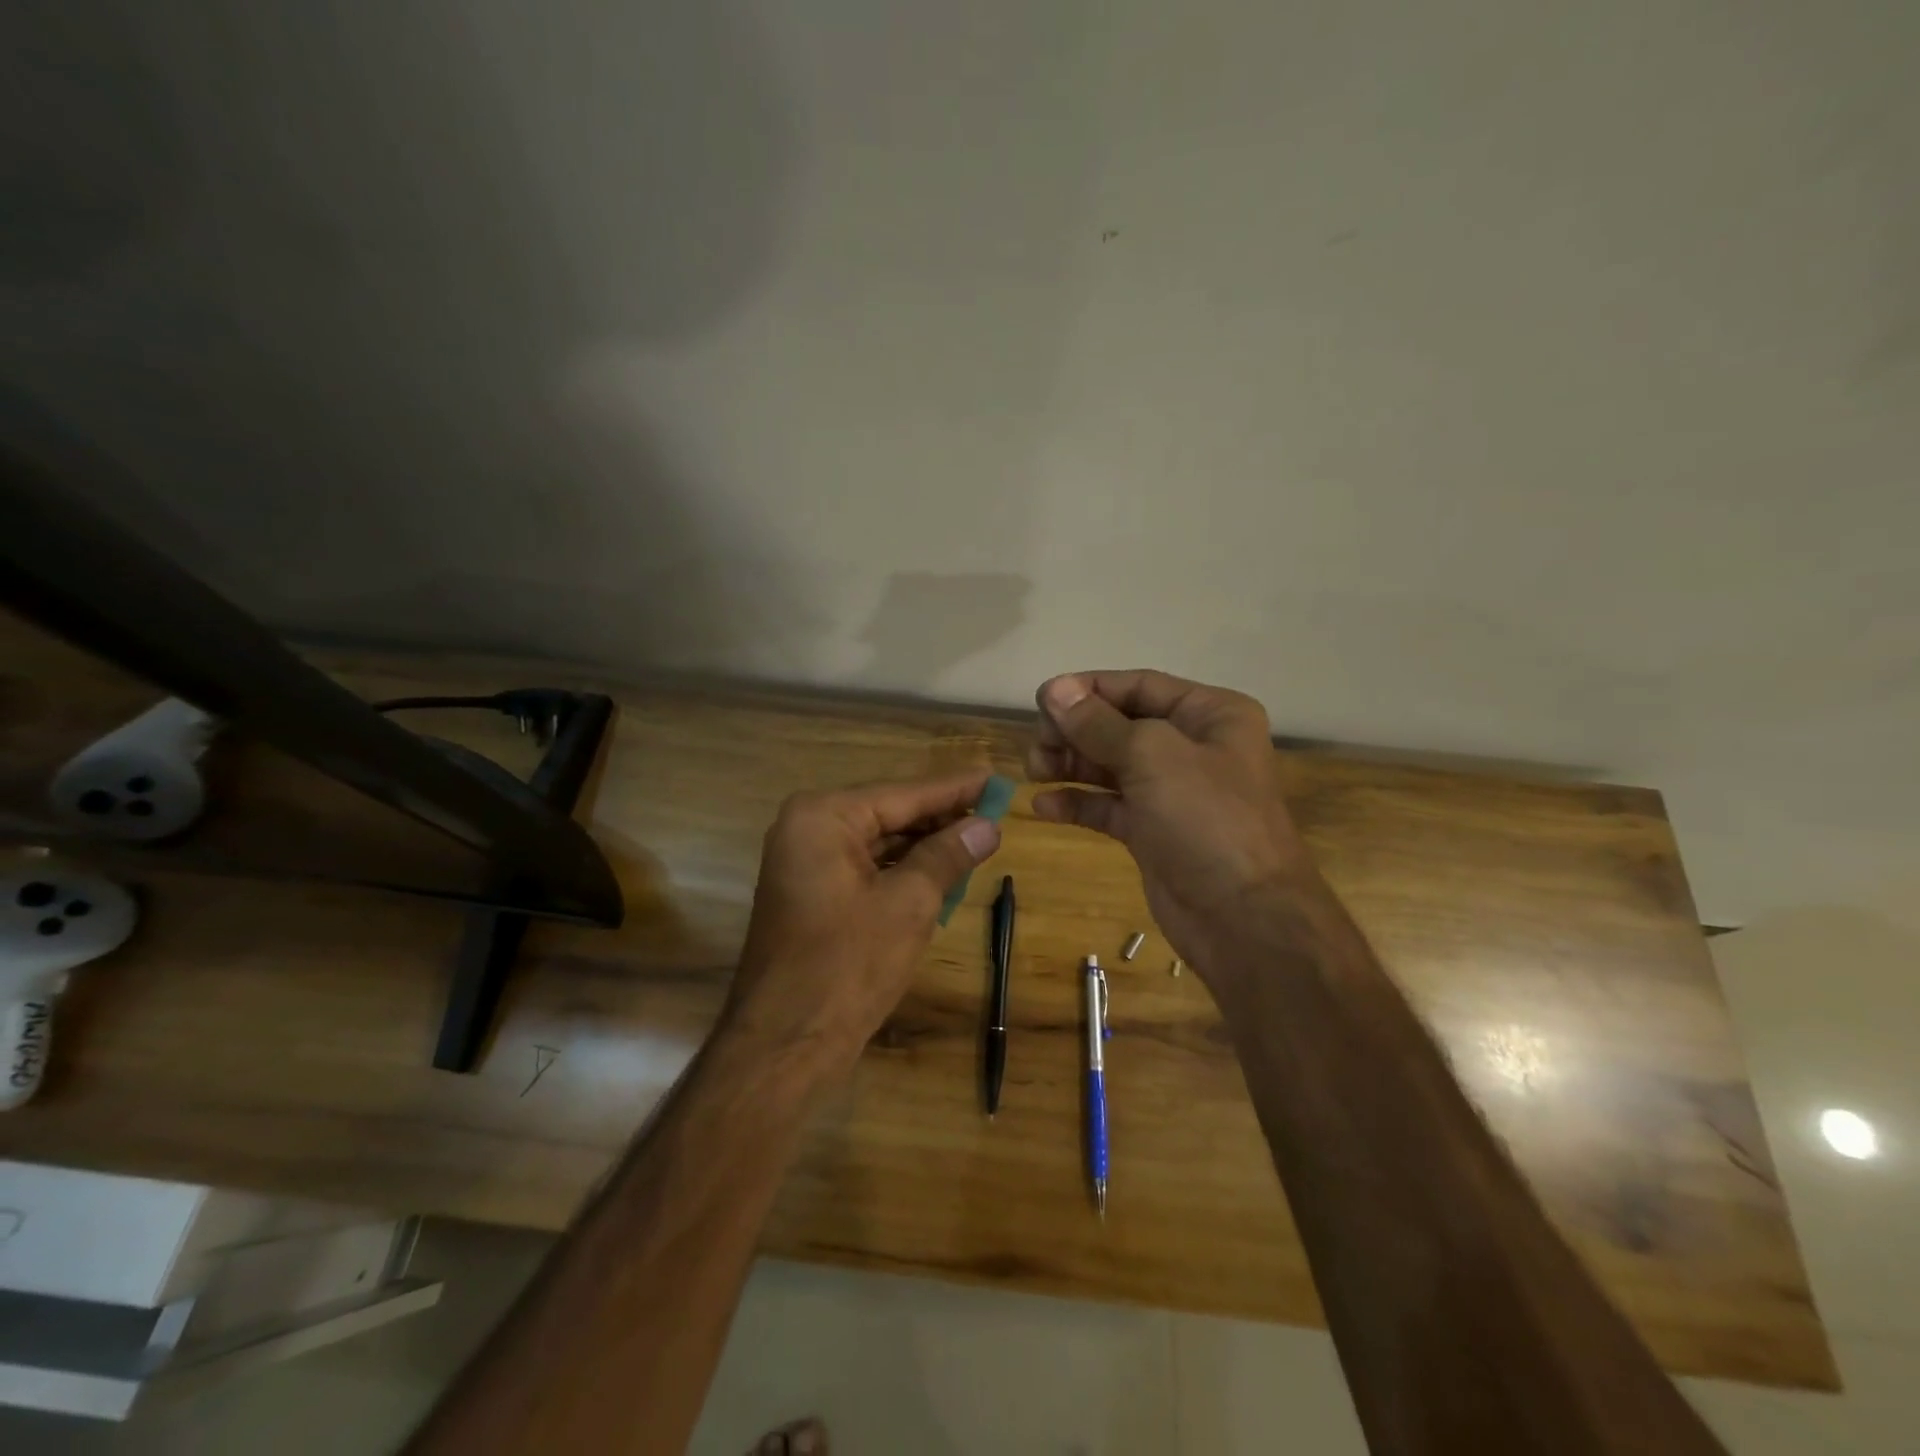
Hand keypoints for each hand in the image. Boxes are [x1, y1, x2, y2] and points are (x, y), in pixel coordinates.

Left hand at [726, 771, 1001, 1078]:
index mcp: (823, 817)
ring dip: (926, 845)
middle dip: (941, 817)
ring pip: (880, 842)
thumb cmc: (848, 964)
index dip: (954, 788)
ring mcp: (807, 863)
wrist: (786, 1043)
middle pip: (889, 813)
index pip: (902, 793)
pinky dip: (904, 870)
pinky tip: (943, 871)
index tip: (994, 777)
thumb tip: (987, 827)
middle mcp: (808, 829)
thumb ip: (947, 856)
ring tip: (979, 838)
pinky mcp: (814, 894)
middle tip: (995, 811)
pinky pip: (867, 868)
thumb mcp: (910, 903)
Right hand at [1027, 670, 1310, 976]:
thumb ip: (1098, 724)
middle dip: (1075, 732)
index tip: (1042, 700)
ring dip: (1070, 765)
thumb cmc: (1206, 820)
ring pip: (1110, 766)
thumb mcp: (1152, 757)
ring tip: (1034, 771)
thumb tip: (1054, 689)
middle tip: (1037, 746)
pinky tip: (1043, 806)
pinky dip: (1078, 803)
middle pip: (1120, 725)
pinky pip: (1108, 806)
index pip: (1140, 686)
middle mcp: (1193, 747)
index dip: (1089, 690)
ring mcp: (1173, 792)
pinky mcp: (1154, 832)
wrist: (1244, 919)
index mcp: (1210, 715)